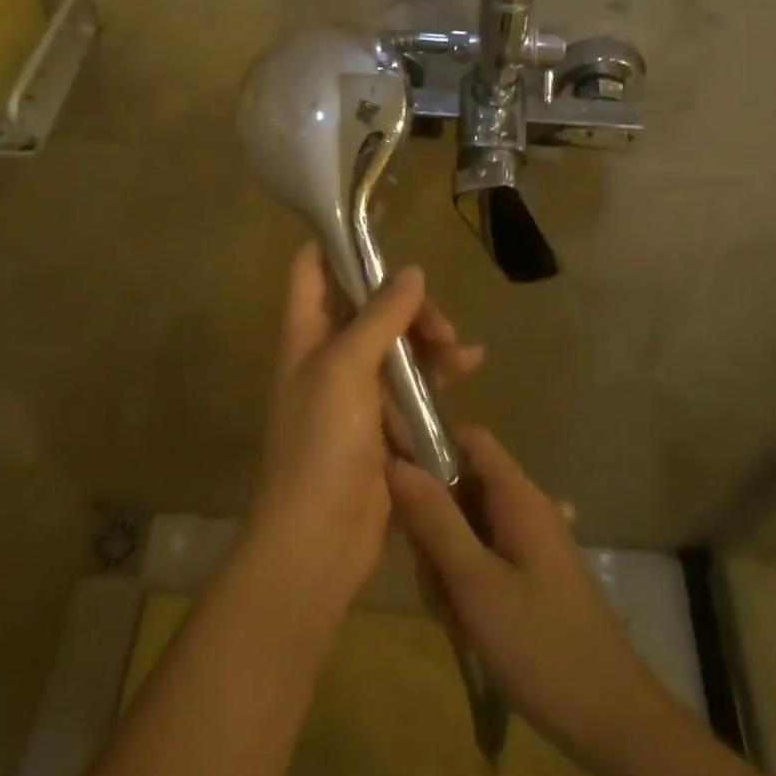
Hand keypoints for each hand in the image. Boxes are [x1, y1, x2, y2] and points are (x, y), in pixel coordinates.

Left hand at [246, 243, 483, 611]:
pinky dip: (439, 372)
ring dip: (429, 338)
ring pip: (397, 343)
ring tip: (459, 351)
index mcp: (306, 333)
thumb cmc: (320, 445)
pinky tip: (470, 367)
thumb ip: (379, 316)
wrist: (317, 544)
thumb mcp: (345, 369)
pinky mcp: (383, 422)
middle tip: (438, 322)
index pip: (312, 268)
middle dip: (406, 303)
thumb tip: (411, 270)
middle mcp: (329, 354)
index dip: (337, 243)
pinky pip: (413, 383)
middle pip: (367, 304)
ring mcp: (357, 389)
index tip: (379, 230)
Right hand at [386, 427, 659, 772]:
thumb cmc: (541, 644)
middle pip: (462, 487)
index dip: (431, 447)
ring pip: (469, 529)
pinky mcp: (535, 578)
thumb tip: (395, 461)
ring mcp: (533, 544)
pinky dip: (469, 585)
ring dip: (449, 565)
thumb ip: (434, 519)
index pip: (468, 438)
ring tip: (453, 617)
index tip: (399, 486)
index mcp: (517, 495)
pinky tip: (469, 628)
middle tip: (432, 579)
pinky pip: (487, 560)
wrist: (615, 722)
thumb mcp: (475, 583)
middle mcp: (526, 508)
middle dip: (434, 526)